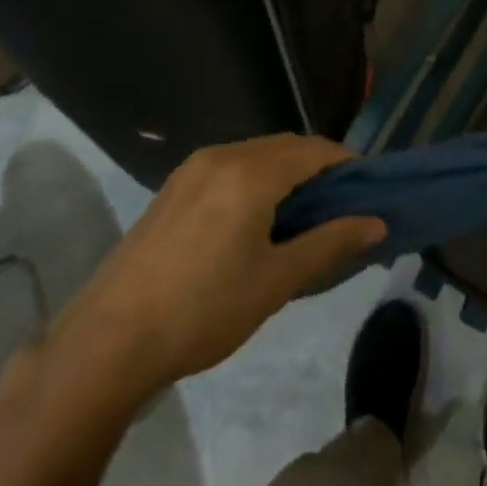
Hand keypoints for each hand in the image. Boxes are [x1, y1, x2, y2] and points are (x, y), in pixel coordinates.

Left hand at [48, 135, 385, 401]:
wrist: (111, 338)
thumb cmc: (203, 310)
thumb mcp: (275, 281)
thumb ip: (329, 243)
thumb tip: (375, 223)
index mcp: (250, 173)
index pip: (313, 150)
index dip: (347, 163)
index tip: (370, 188)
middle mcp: (222, 156)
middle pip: (285, 146)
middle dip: (319, 165)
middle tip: (344, 204)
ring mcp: (192, 168)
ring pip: (256, 154)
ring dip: (287, 171)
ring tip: (308, 212)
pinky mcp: (174, 186)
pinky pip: (230, 166)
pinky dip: (258, 178)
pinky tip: (261, 214)